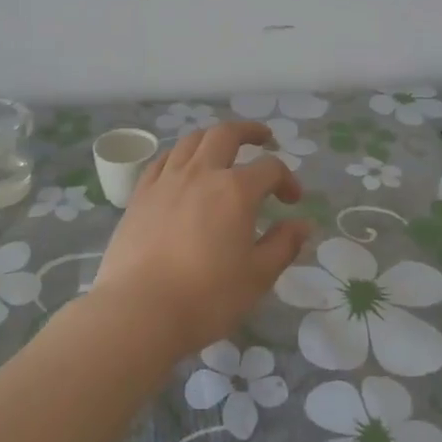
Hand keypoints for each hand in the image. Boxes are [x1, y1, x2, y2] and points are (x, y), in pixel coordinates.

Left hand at [91, 121, 311, 357]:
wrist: (139, 310)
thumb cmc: (206, 297)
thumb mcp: (257, 277)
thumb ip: (283, 245)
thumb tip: (302, 224)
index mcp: (235, 191)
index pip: (269, 168)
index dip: (287, 179)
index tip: (292, 201)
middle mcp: (201, 174)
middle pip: (225, 134)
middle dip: (249, 131)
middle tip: (263, 138)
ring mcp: (166, 181)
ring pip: (191, 141)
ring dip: (212, 138)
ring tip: (222, 147)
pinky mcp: (140, 195)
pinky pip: (162, 160)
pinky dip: (179, 155)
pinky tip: (182, 167)